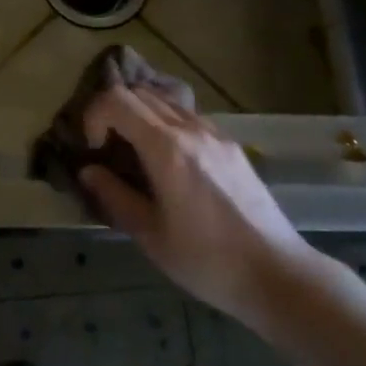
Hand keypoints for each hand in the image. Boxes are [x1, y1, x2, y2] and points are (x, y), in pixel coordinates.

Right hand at [79, 85, 308, 320]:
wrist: (276, 273)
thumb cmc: (206, 260)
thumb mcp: (150, 235)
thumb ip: (114, 196)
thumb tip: (88, 170)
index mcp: (166, 148)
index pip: (117, 100)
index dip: (94, 117)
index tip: (96, 151)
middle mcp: (191, 129)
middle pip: (139, 92)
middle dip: (113, 113)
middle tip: (109, 150)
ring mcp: (216, 133)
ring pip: (166, 100)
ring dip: (141, 116)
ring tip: (137, 155)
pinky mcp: (231, 145)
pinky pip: (189, 117)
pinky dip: (166, 124)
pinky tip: (170, 163)